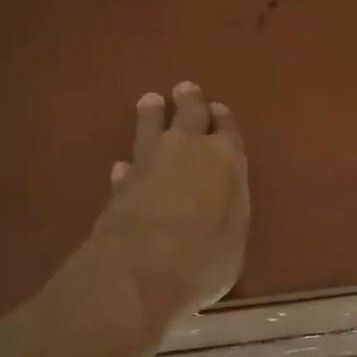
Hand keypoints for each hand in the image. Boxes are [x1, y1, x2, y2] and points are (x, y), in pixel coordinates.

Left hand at [89, 82, 248, 326]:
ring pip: (150, 128)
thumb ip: (229, 207)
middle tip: (185, 89)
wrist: (141, 268)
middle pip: (188, 114)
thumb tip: (218, 195)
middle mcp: (187, 150)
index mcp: (224, 158)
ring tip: (150, 101)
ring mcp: (149, 164)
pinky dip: (130, 165)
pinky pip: (128, 165)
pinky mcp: (120, 185)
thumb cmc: (205, 256)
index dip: (223, 119)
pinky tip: (125, 165)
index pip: (227, 128)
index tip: (218, 109)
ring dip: (151, 115)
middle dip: (189, 101)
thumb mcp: (236, 235)